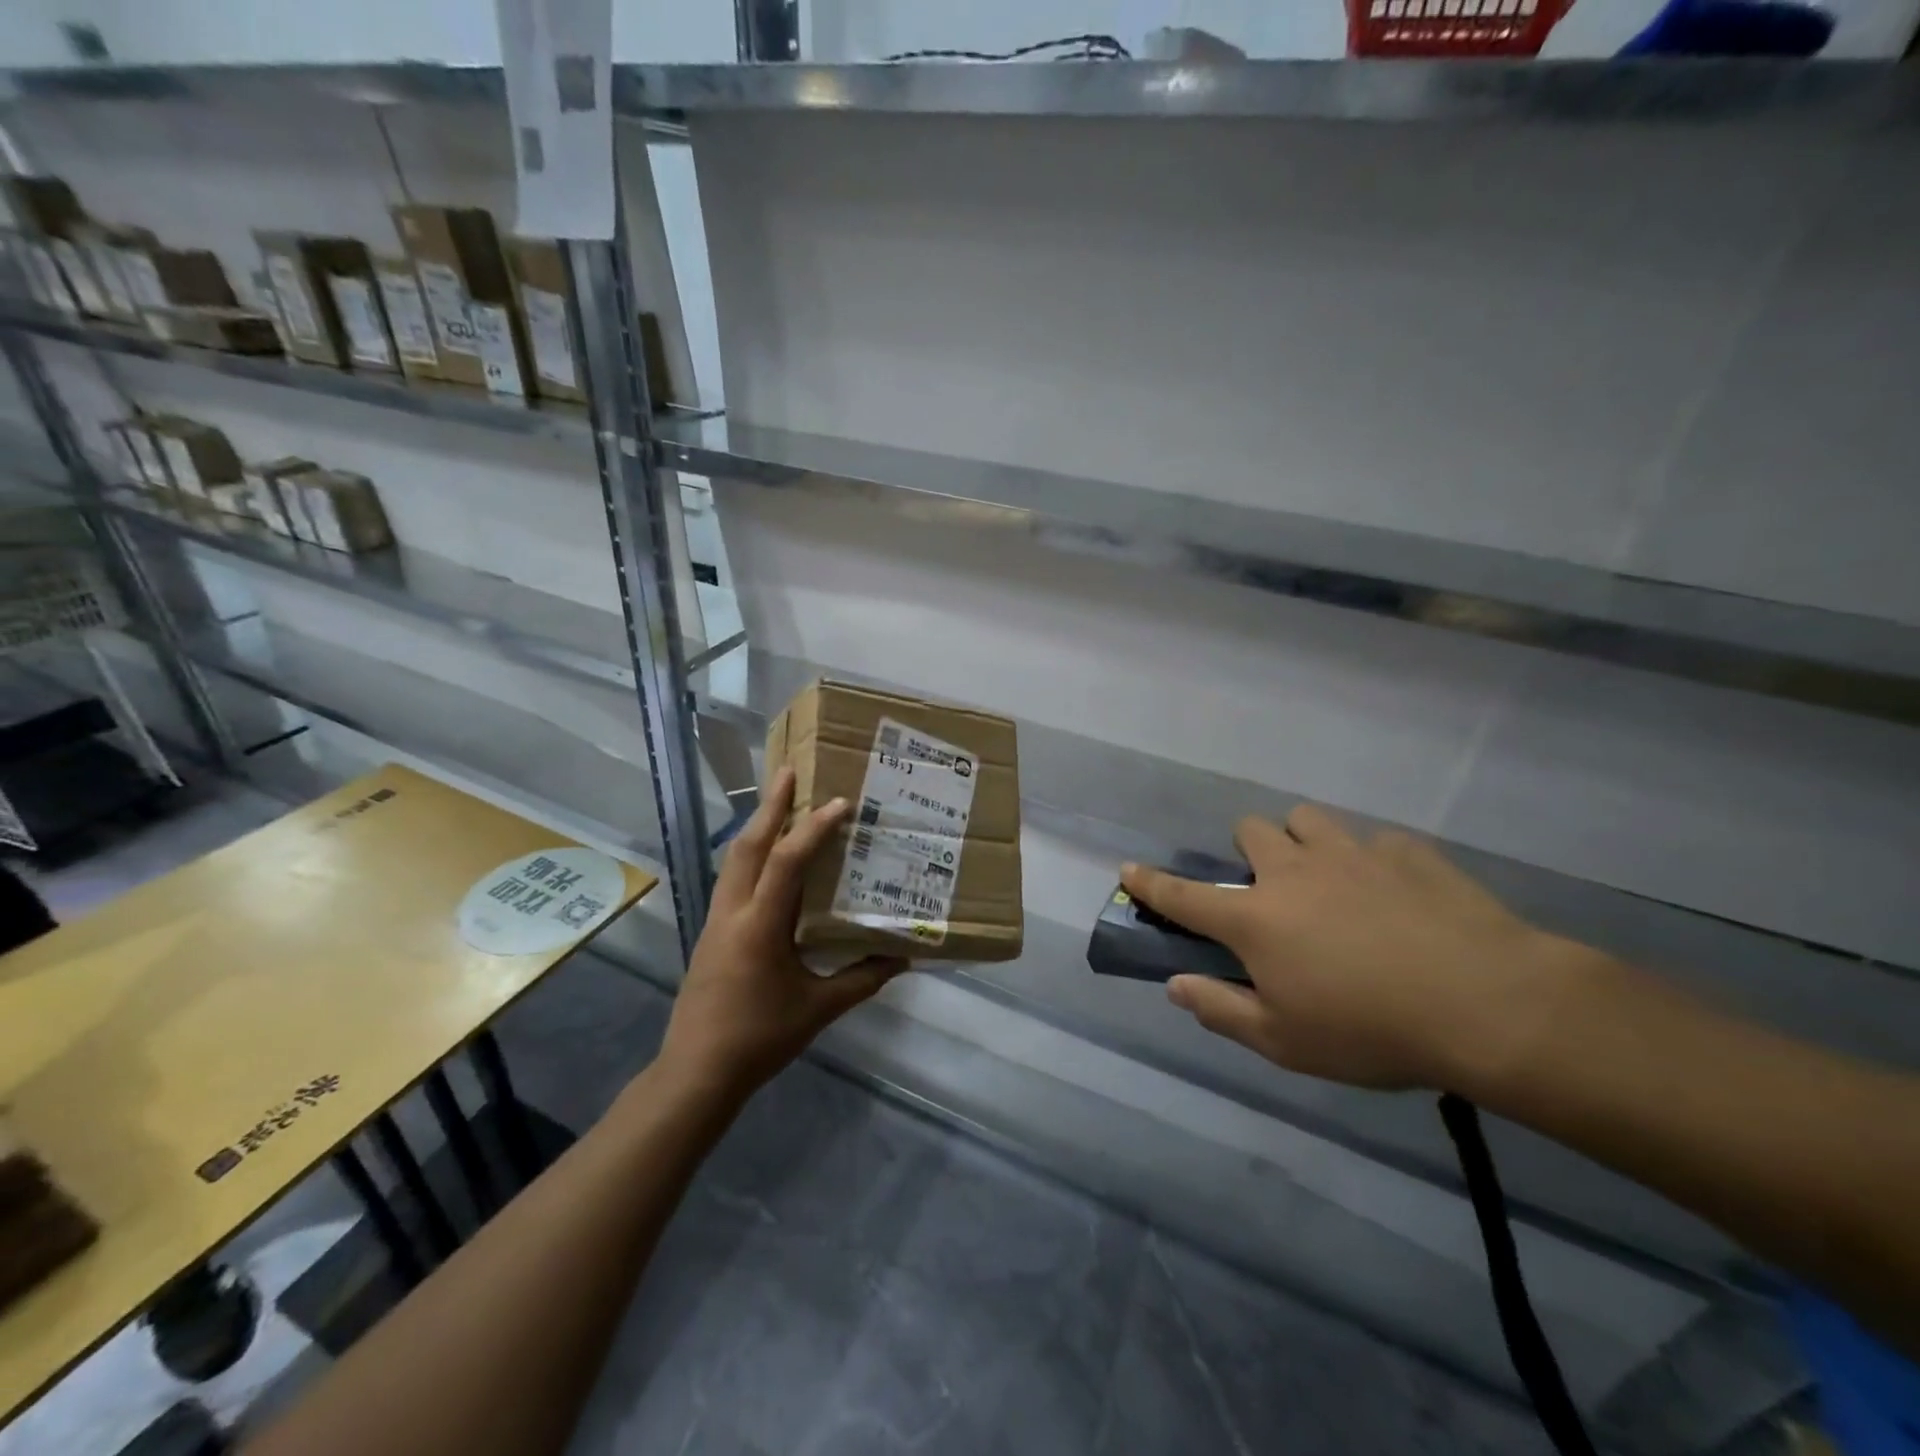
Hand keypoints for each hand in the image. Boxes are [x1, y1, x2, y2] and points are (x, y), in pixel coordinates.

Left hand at [659, 767, 906, 1099]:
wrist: (696, 1072)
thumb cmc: (760, 1039)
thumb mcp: (819, 1010)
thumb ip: (862, 979)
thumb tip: (903, 959)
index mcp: (760, 927)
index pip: (786, 863)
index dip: (812, 830)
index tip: (838, 803)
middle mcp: (733, 913)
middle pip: (748, 846)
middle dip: (769, 806)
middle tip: (789, 772)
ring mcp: (716, 921)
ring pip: (734, 859)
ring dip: (757, 825)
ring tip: (779, 801)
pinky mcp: (710, 933)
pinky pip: (732, 878)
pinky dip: (751, 854)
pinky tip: (768, 857)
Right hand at [1122, 805, 1579, 1091]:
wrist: (1488, 1005)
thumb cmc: (1371, 1030)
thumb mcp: (1284, 1042)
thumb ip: (1220, 1010)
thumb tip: (1175, 985)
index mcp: (1256, 918)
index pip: (1183, 896)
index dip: (1150, 883)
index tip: (1128, 869)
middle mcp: (1294, 872)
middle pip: (1249, 831)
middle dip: (1249, 851)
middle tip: (1273, 889)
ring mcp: (1352, 854)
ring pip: (1308, 818)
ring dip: (1305, 840)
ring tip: (1329, 877)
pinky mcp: (1408, 853)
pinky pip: (1378, 842)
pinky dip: (1376, 862)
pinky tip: (1399, 895)